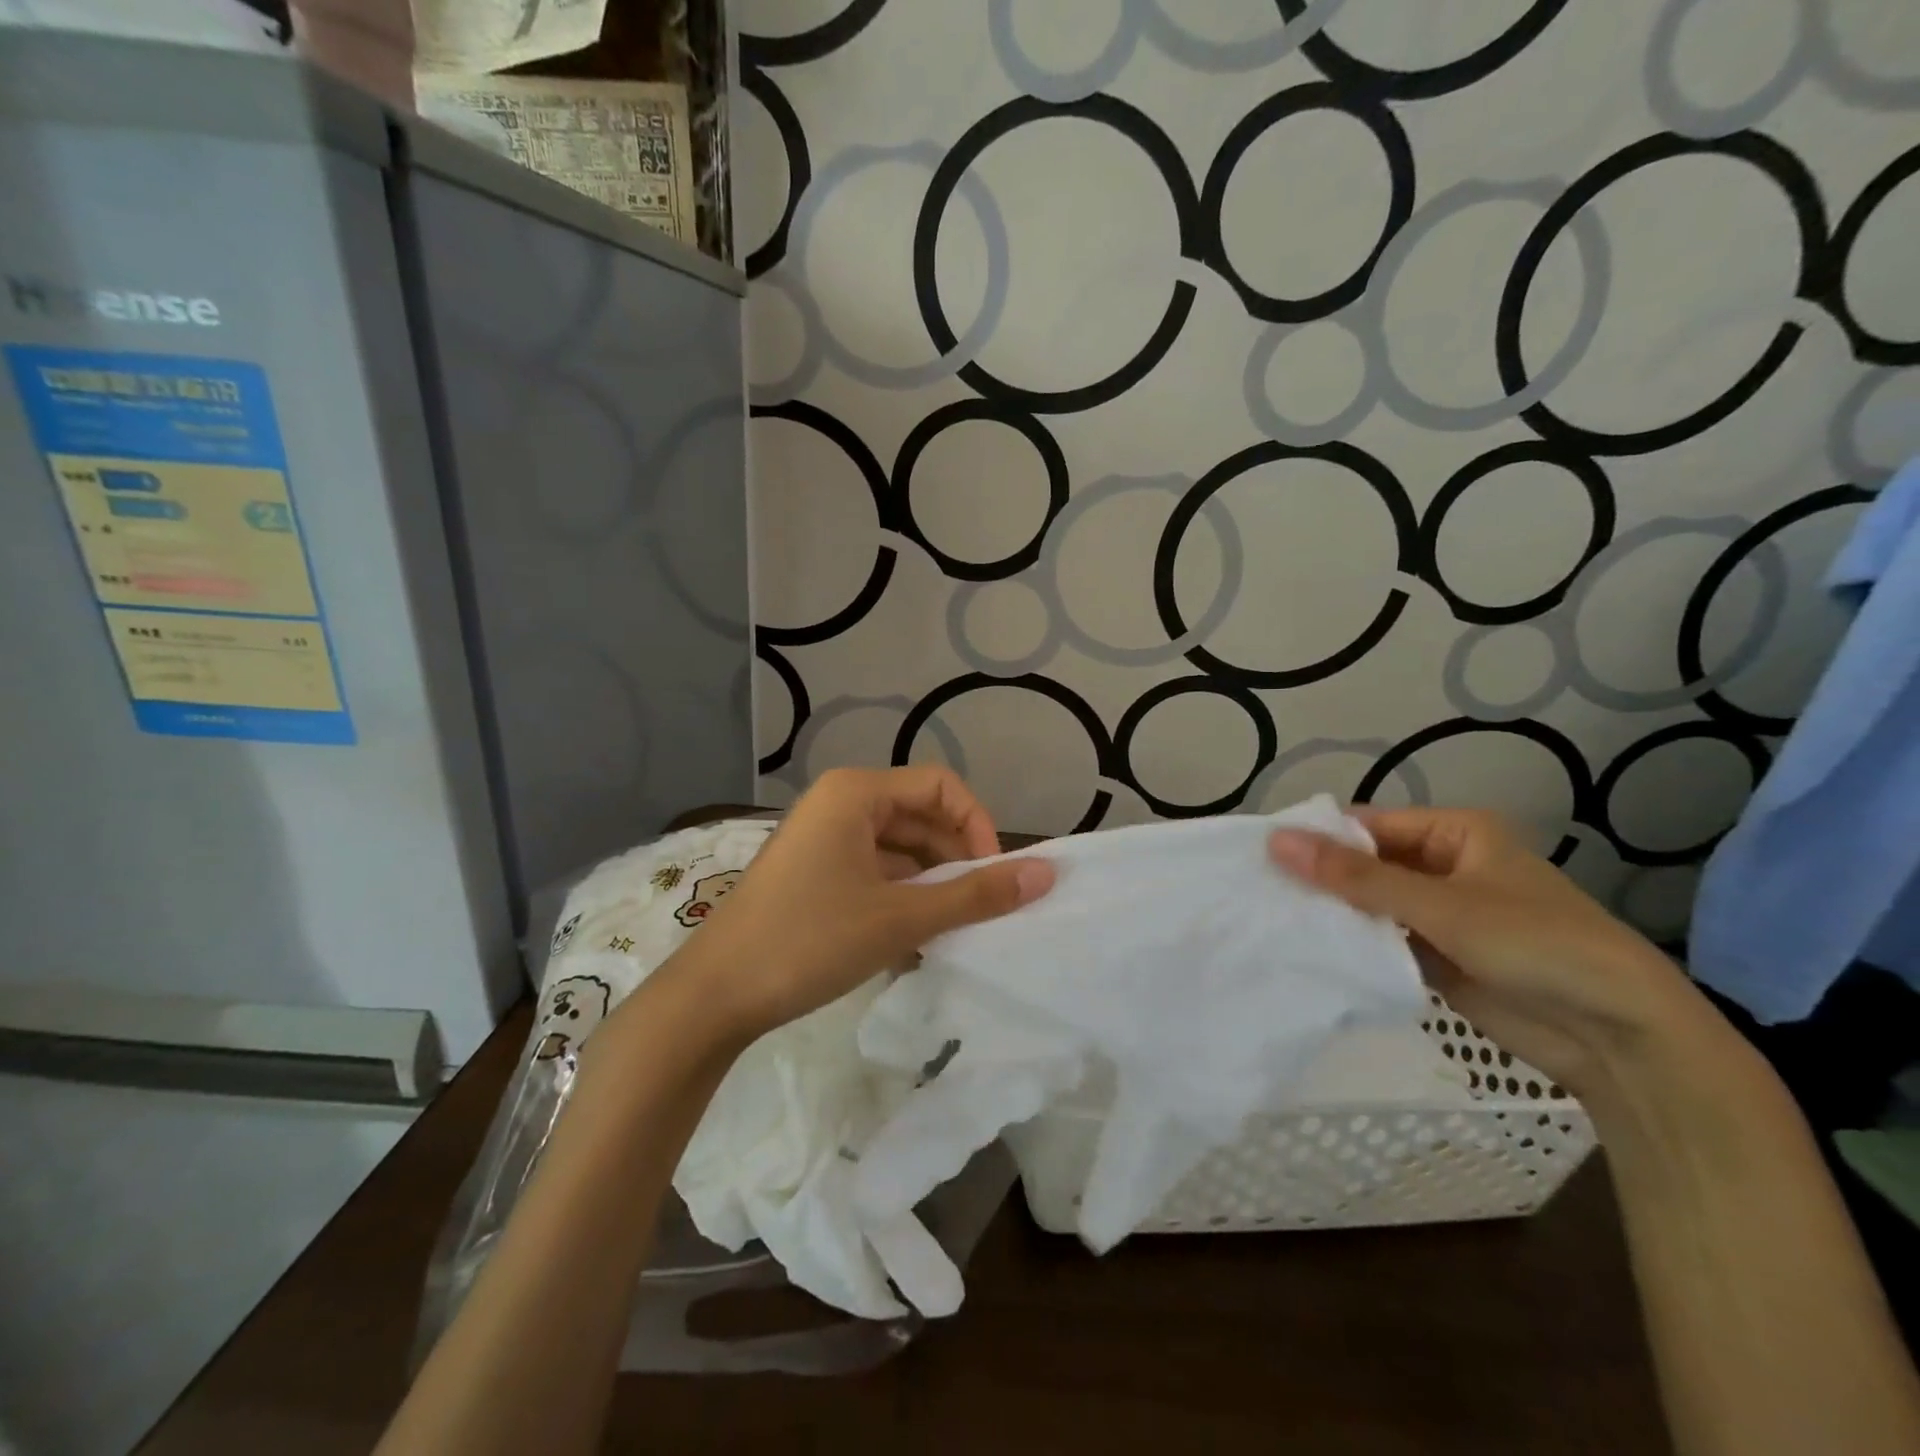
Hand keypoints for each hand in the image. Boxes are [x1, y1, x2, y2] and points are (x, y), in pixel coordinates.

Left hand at [667, 767, 1054, 1038]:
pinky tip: (912, 940)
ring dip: (930, 884)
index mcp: (856, 793)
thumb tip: (1047, 873)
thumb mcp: (901, 918)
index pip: (941, 786)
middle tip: (977, 909)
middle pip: (920, 816)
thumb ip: (975, 894)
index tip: (993, 878)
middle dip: (955, 859)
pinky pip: (873, 871)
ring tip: (948, 930)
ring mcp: (822, 839)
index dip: (978, 827)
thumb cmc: (809, 940)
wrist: (713, 997)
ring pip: (898, 848)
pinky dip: (900, 898)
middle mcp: (838, 803)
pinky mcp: (813, 873)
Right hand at [1267, 808, 1722, 1101]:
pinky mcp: (1436, 956)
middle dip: (1321, 878)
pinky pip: (1381, 939)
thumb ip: (1354, 876)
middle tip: (1256, 889)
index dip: (1318, 838)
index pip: (1367, 825)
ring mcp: (1439, 914)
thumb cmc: (1535, 944)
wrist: (1618, 1037)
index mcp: (1453, 833)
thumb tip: (1276, 841)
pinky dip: (1351, 943)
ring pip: (1369, 904)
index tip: (1261, 856)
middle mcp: (1442, 866)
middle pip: (1365, 864)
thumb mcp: (1438, 904)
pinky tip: (1305, 948)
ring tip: (1268, 917)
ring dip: (1332, 913)